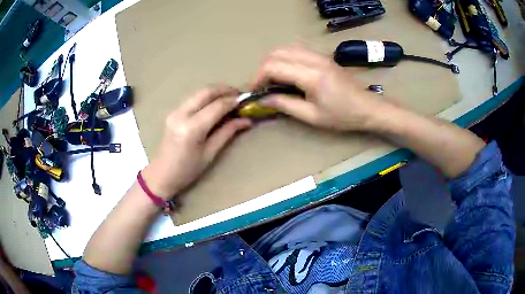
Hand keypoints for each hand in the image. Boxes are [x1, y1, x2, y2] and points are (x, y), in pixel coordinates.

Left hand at [142, 86, 251, 199]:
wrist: (161, 174)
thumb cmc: (187, 170)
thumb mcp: (210, 153)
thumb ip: (227, 132)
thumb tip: (246, 120)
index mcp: (191, 128)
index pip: (216, 106)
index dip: (233, 101)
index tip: (246, 99)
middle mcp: (181, 114)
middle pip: (206, 92)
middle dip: (224, 90)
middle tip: (239, 94)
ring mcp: (175, 111)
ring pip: (198, 93)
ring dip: (215, 92)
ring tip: (230, 98)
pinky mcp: (173, 112)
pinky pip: (193, 99)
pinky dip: (206, 98)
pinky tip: (215, 105)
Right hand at [253, 46, 385, 130]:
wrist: (367, 107)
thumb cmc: (342, 116)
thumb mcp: (312, 116)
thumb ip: (285, 105)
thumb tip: (263, 99)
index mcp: (311, 76)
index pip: (274, 66)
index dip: (258, 77)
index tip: (253, 91)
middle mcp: (313, 59)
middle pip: (277, 52)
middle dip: (263, 68)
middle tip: (262, 85)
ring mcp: (319, 55)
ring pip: (286, 48)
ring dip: (273, 61)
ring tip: (272, 79)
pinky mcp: (322, 56)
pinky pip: (296, 49)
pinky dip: (285, 58)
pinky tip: (286, 72)